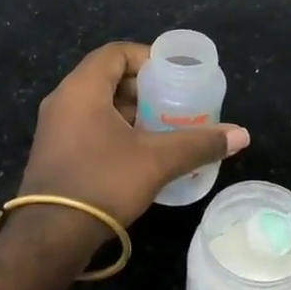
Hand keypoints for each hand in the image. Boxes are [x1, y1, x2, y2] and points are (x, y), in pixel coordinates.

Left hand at [18, 41, 248, 229]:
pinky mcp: (54, 153)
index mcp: (81, 88)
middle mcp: (62, 100)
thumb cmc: (102, 182)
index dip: (147, 58)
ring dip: (130, 111)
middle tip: (174, 102)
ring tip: (163, 127)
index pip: (116, 52)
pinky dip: (114, 129)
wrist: (50, 237)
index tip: (174, 75)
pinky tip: (139, 153)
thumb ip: (198, 143)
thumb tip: (241, 135)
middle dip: (143, 88)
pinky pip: (87, 126)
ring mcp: (54, 128)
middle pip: (107, 77)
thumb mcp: (156, 160)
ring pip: (97, 104)